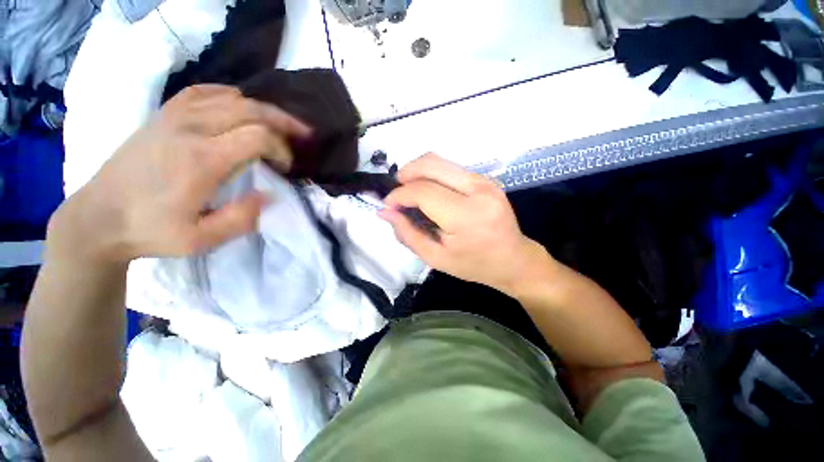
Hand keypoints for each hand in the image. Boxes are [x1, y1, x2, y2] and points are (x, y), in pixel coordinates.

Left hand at [49, 84, 311, 263]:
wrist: (98, 217)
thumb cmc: (150, 231)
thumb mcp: (201, 240)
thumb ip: (242, 219)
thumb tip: (270, 195)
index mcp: (201, 159)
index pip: (258, 137)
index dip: (282, 149)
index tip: (285, 167)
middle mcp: (190, 128)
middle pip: (250, 109)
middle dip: (283, 121)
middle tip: (303, 135)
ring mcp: (174, 116)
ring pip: (231, 97)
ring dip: (262, 109)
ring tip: (280, 123)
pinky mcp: (164, 115)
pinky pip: (203, 92)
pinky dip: (230, 95)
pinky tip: (240, 105)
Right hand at [379, 154, 554, 296]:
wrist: (513, 260)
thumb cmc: (474, 265)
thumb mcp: (435, 257)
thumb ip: (407, 233)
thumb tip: (384, 211)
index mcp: (466, 216)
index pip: (423, 192)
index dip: (399, 195)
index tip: (388, 205)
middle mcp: (478, 190)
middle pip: (431, 164)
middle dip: (406, 174)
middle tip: (396, 192)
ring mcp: (484, 181)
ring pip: (440, 161)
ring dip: (418, 172)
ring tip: (409, 192)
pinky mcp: (485, 179)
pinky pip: (450, 168)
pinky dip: (432, 175)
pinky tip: (429, 192)